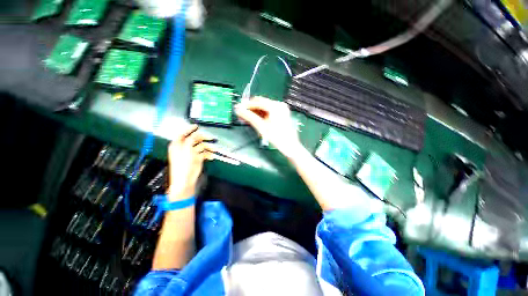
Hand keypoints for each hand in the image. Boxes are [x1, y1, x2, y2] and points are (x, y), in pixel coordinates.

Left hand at [167, 125, 214, 200]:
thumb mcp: (186, 149)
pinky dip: (209, 154)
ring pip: (202, 146)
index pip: (183, 133)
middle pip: (195, 139)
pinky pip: (204, 153)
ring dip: (208, 147)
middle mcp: (185, 147)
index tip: (196, 126)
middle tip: (211, 138)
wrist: (185, 179)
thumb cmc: (182, 165)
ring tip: (214, 149)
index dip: (189, 129)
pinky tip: (211, 157)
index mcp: (178, 144)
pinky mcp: (198, 158)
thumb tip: (196, 134)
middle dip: (203, 138)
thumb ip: (191, 140)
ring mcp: (192, 153)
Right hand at [235, 96, 302, 158]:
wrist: (290, 146)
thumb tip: (239, 110)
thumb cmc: (278, 138)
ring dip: (255, 112)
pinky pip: (268, 111)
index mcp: (276, 107)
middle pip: (261, 103)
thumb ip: (249, 117)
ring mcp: (281, 109)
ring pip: (264, 107)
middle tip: (241, 114)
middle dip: (250, 108)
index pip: (257, 102)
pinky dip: (261, 114)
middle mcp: (279, 105)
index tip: (239, 109)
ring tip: (246, 117)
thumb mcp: (261, 127)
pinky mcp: (281, 114)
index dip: (246, 105)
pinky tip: (254, 118)